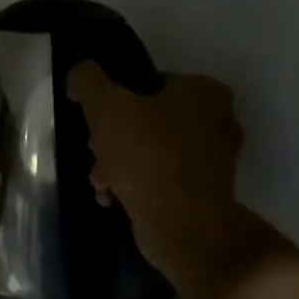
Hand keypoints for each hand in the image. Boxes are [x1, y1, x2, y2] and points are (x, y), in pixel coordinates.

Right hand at [66, 63, 245, 294]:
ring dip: (119, 162)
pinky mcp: (206, 192)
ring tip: (100, 181)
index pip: (150, 81)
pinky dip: (137, 185)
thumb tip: (80, 72)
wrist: (183, 226)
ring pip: (151, 150)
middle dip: (113, 136)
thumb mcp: (106, 107)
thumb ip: (88, 81)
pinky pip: (162, 178)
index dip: (115, 99)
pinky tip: (114, 198)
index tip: (95, 120)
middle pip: (148, 118)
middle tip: (95, 150)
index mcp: (204, 91)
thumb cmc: (147, 156)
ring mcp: (214, 159)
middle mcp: (218, 120)